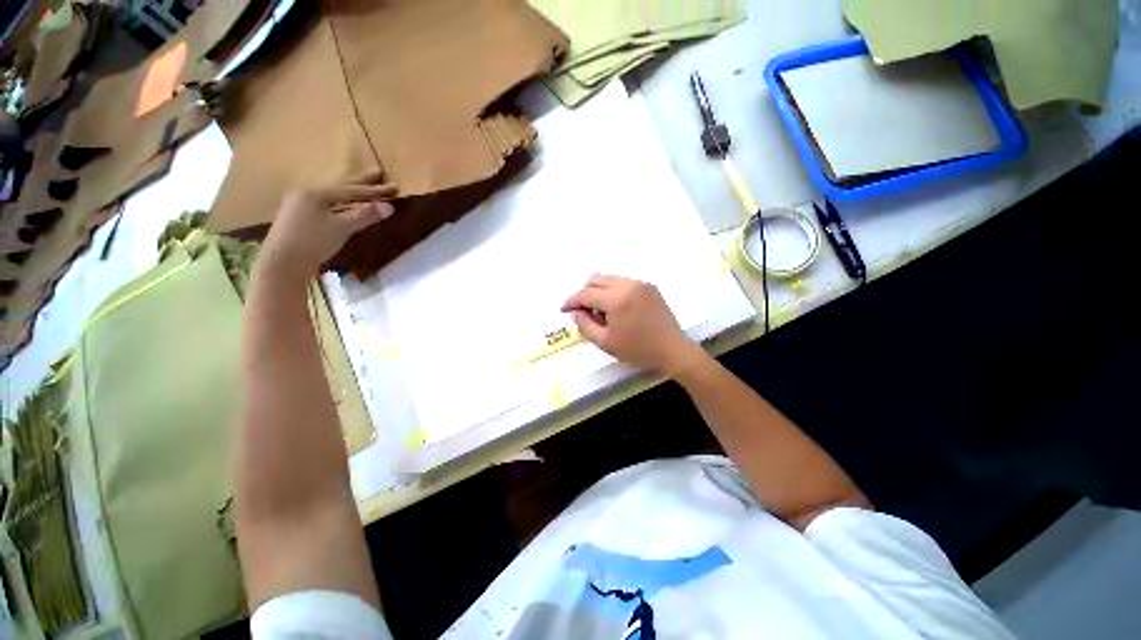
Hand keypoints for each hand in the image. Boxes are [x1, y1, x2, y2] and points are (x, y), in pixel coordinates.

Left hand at [259, 174, 395, 281]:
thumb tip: (389, 207)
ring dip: (349, 190)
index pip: (353, 190)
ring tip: (361, 185)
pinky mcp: (299, 215)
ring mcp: (300, 203)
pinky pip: (325, 202)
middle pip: (340, 185)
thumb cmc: (313, 242)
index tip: (395, 187)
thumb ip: (365, 216)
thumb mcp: (342, 228)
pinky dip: (339, 201)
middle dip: (361, 181)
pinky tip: (342, 203)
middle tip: (377, 172)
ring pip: (332, 193)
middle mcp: (308, 193)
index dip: (375, 190)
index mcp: (318, 193)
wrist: (283, 262)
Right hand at [561, 275, 705, 375]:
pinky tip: (617, 309)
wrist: (673, 350)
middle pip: (596, 280)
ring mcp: (640, 283)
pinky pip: (623, 283)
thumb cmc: (638, 350)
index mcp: (617, 299)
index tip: (564, 310)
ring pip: (609, 279)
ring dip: (599, 292)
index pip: (586, 294)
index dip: (572, 301)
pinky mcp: (649, 287)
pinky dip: (613, 291)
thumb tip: (575, 312)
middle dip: (585, 294)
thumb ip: (585, 325)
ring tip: (602, 313)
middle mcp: (628, 285)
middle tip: (584, 312)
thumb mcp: (606, 343)